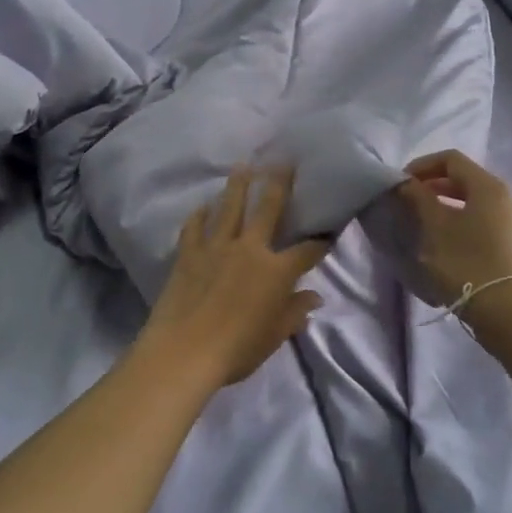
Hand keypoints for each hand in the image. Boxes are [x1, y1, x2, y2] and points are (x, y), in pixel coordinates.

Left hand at [138, 168, 330, 389]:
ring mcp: (216, 247)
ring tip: (243, 165)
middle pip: (268, 208)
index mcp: (276, 272)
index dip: (320, 241)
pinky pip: (195, 226)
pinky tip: (203, 205)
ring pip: (230, 207)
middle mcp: (249, 249)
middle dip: (279, 183)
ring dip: (238, 184)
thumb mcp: (274, 336)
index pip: (307, 251)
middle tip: (284, 160)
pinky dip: (200, 214)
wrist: (182, 352)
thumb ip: (294, 313)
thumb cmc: (236, 350)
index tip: (329, 231)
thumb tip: (314, 297)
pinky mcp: (188, 253)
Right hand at [397, 150, 511, 316]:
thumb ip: (419, 199)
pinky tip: (447, 244)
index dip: (422, 165)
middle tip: (408, 202)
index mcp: (489, 187)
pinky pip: (484, 222)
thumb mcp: (436, 229)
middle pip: (465, 179)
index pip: (451, 159)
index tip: (401, 183)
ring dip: (447, 206)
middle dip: (433, 186)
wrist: (510, 314)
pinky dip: (462, 222)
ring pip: (475, 202)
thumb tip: (406, 183)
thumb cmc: (467, 264)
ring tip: (424, 224)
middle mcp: (507, 198)